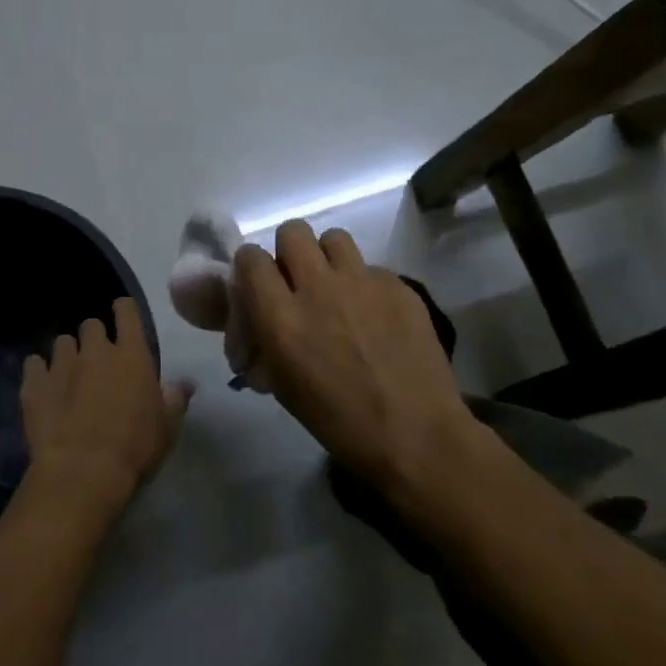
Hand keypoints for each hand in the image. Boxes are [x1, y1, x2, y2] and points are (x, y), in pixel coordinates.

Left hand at [21, 299, 192, 523]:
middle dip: (94, 337)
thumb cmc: (134, 448)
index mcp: (132, 356)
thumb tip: (186, 383)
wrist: (82, 472)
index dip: (124, 309)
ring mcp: (61, 365)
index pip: (127, 312)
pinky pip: (33, 364)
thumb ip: (175, 398)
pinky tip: (43, 387)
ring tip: (69, 375)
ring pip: (62, 343)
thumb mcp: (167, 427)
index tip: (122, 314)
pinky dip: (38, 372)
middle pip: (91, 325)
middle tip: (97, 360)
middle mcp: (95, 351)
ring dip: (68, 354)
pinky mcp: (34, 384)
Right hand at [234, 221, 477, 497]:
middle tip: (299, 281)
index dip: (251, 267)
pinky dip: (365, 284)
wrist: (415, 434)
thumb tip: (260, 319)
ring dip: (327, 258)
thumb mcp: (282, 384)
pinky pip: (371, 267)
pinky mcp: (398, 285)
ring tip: (337, 288)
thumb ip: (266, 337)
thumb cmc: (338, 421)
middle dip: (290, 252)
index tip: (259, 285)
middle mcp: (318, 288)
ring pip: (334, 238)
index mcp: (281, 318)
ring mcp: (362, 282)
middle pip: (292, 231)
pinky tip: (375, 316)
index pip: (250, 257)